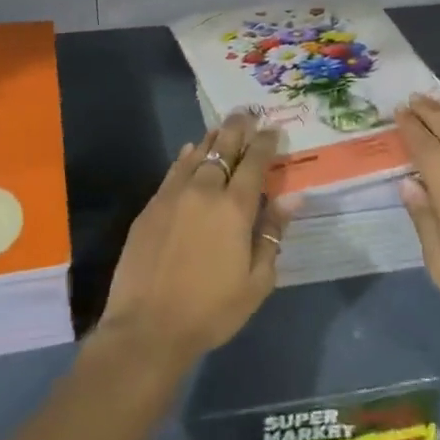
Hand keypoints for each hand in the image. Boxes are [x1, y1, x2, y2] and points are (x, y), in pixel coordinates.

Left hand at [98, 111, 297, 369]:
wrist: (148, 327)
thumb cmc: (211, 310)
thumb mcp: (256, 281)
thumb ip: (272, 234)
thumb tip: (291, 198)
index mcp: (235, 208)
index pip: (254, 163)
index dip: (265, 143)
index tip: (273, 129)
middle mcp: (204, 191)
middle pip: (223, 148)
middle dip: (238, 128)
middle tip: (247, 112)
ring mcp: (173, 195)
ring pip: (196, 154)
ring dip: (212, 137)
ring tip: (222, 125)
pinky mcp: (151, 206)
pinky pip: (174, 170)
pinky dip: (187, 157)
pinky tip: (191, 151)